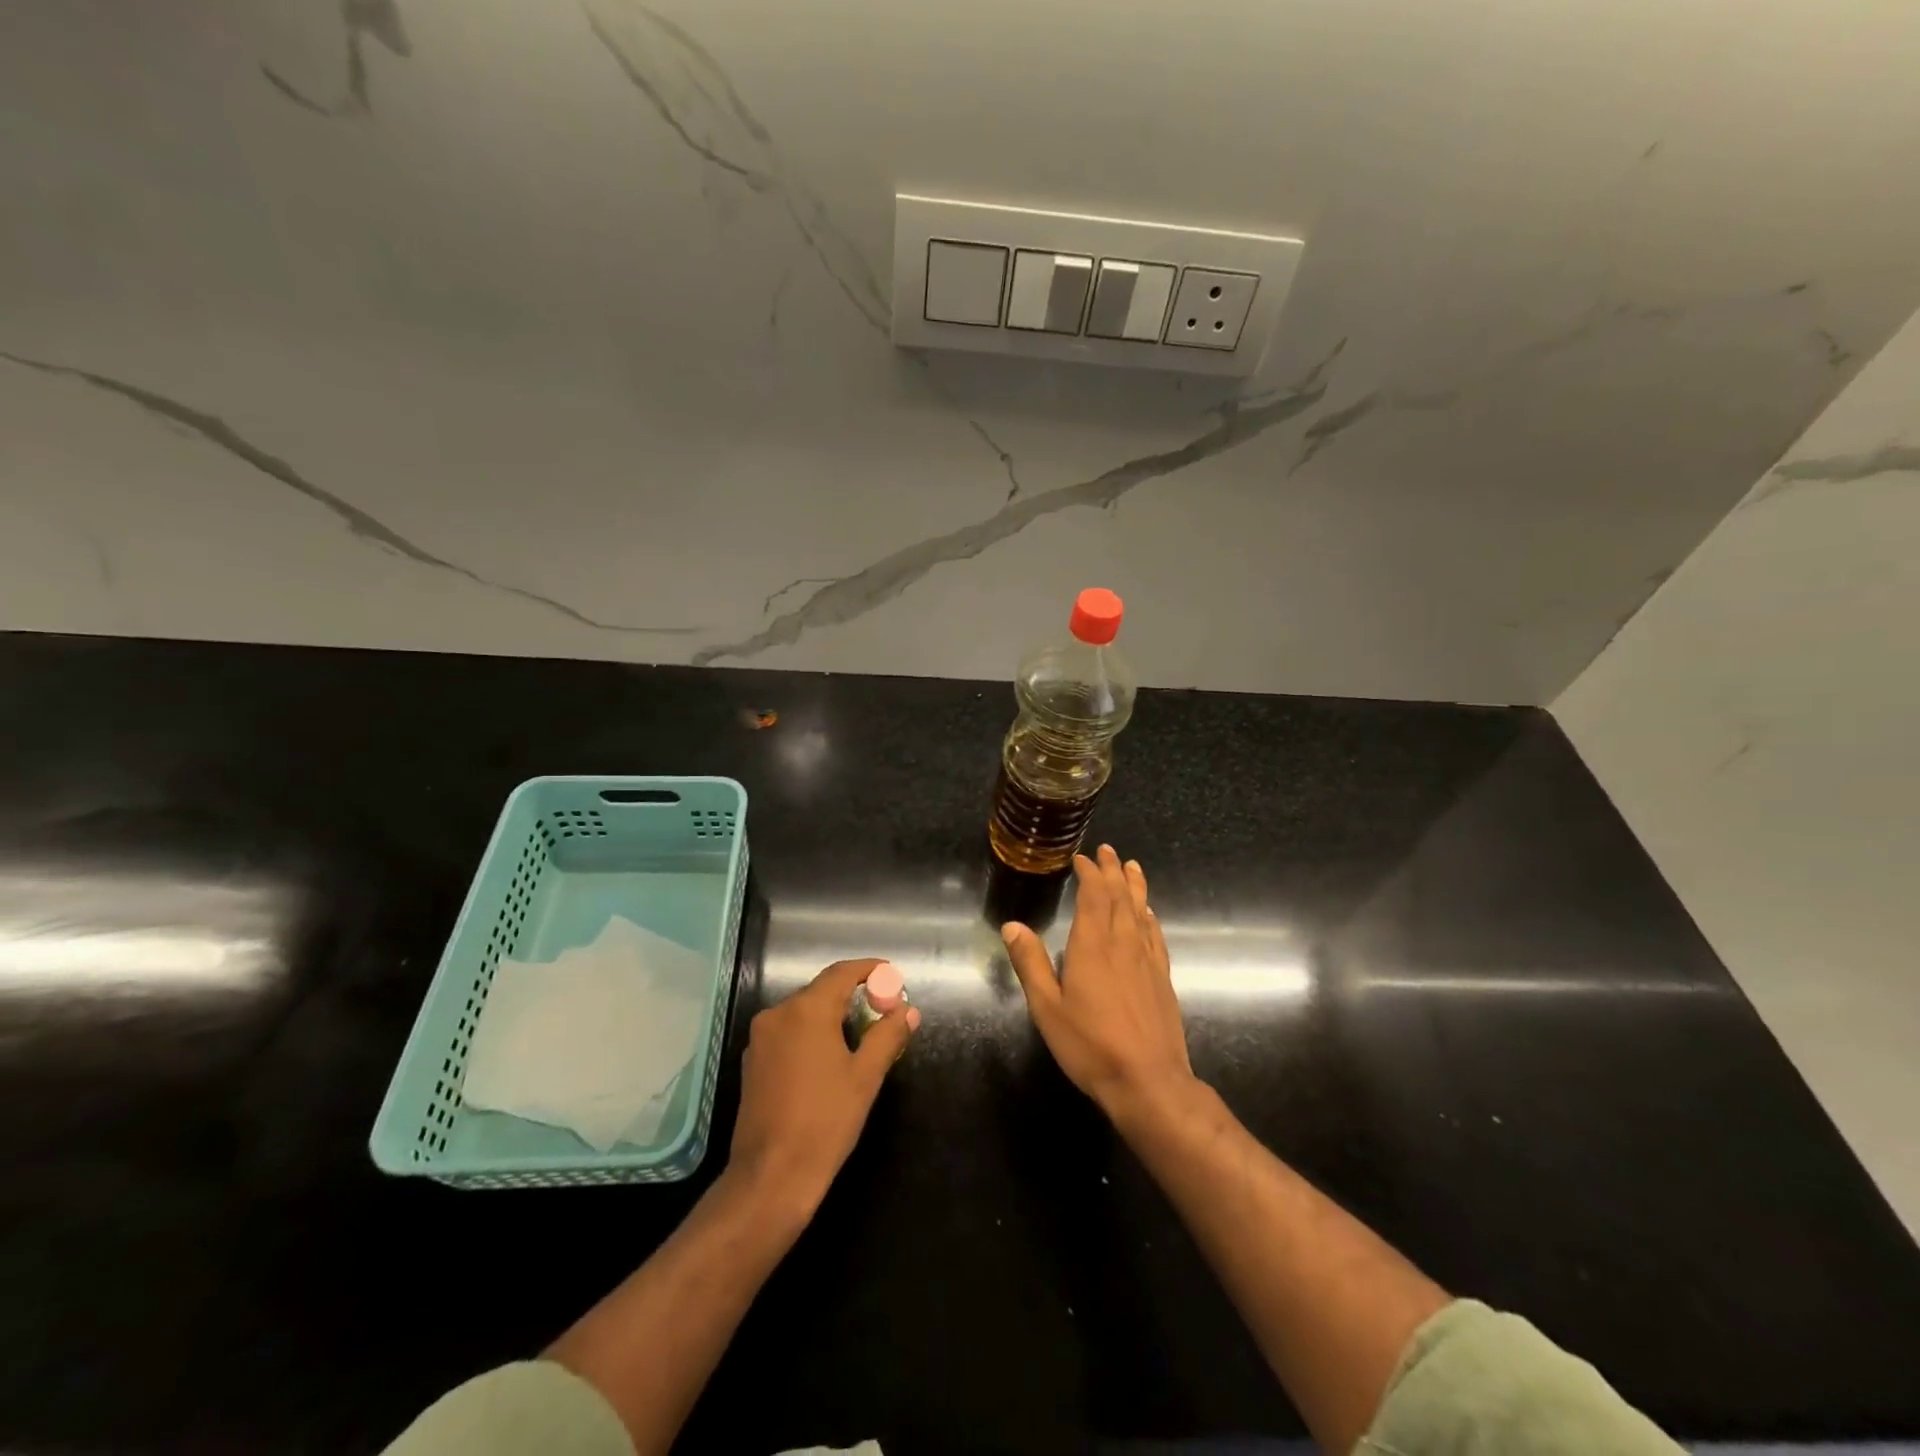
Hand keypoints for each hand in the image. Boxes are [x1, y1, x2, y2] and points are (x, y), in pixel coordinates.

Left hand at [729, 958, 919, 1216]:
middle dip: (854, 994)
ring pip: (804, 1011)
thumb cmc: (825, 1122)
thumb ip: (887, 1036)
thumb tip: (907, 1010)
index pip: (842, 972)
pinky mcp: (752, 1062)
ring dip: (833, 1015)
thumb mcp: (865, 1076)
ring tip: (862, 1034)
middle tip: (883, 1009)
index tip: (892, 974)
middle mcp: (778, 1014)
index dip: (869, 969)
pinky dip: (812, 1033)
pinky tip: (829, 1056)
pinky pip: (789, 1032)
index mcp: (807, 1010)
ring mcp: (760, 1038)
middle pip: (822, 990)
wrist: (770, 1177)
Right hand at [1003, 845, 1195, 1122]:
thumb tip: (1011, 925)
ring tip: (1132, 867)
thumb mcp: (1047, 1007)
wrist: (1148, 1081)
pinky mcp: (1162, 979)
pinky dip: (1150, 917)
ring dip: (1135, 886)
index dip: (1089, 874)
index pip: (1093, 897)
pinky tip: (1149, 914)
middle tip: (1108, 850)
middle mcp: (1123, 944)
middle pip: (1120, 897)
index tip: (1082, 858)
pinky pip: (1156, 936)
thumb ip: (1030, 963)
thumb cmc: (1090, 1045)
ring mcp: (1147, 961)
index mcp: (1093, 946)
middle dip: (1113, 871)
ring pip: (1141, 911)